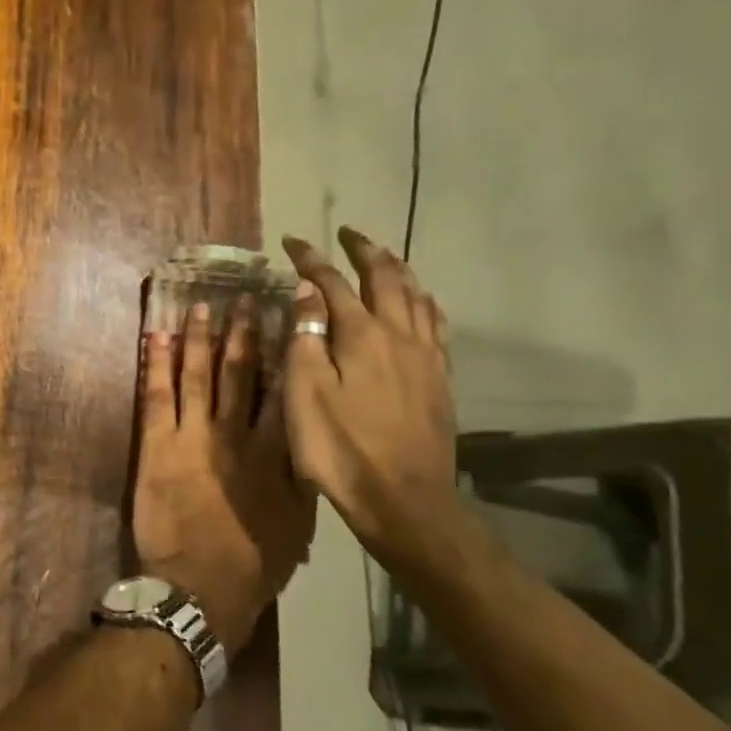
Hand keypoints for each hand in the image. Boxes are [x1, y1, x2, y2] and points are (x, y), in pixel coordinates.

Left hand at [133, 298, 315, 652]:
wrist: (201, 585)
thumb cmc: (255, 560)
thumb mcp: (299, 520)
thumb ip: (302, 474)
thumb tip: (309, 437)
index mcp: (275, 451)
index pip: (281, 390)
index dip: (282, 352)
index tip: (285, 319)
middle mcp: (235, 434)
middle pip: (239, 373)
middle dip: (242, 334)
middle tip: (243, 299)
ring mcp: (193, 436)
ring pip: (196, 376)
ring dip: (198, 340)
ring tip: (200, 307)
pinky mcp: (157, 446)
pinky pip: (156, 396)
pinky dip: (154, 365)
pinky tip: (154, 338)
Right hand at [280, 227, 462, 569]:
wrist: (401, 496)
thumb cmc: (338, 447)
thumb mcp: (304, 392)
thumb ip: (306, 338)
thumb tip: (307, 292)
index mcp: (360, 336)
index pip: (332, 284)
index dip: (311, 260)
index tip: (292, 241)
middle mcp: (398, 335)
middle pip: (384, 279)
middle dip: (363, 251)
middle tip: (347, 233)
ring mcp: (425, 357)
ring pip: (415, 297)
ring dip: (396, 269)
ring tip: (383, 256)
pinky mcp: (439, 379)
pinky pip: (435, 324)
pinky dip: (423, 302)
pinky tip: (421, 303)